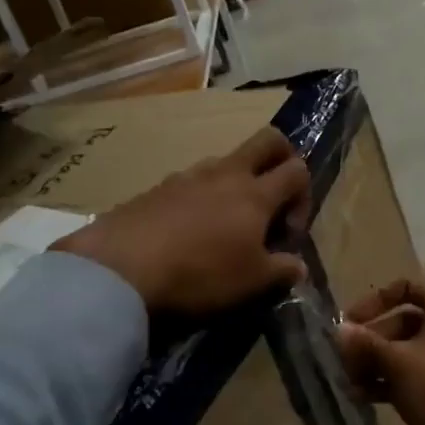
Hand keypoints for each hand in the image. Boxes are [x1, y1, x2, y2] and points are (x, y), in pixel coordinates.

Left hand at [54, 126, 309, 314]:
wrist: (120, 270)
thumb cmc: (200, 274)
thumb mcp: (251, 283)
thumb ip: (282, 270)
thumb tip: (298, 265)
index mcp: (255, 194)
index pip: (297, 170)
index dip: (304, 197)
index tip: (288, 234)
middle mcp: (225, 174)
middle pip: (267, 141)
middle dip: (282, 158)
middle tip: (276, 196)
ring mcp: (187, 176)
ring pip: (225, 163)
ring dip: (236, 185)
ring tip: (225, 228)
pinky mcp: (155, 189)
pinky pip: (191, 183)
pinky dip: (202, 200)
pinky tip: (188, 235)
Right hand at [335, 279, 424, 424]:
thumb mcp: (396, 362)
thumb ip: (365, 343)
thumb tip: (339, 330)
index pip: (406, 289)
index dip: (373, 303)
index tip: (350, 323)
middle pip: (404, 323)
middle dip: (371, 342)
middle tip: (344, 361)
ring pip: (410, 352)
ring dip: (377, 364)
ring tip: (350, 384)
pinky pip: (420, 374)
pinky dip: (394, 380)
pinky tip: (365, 397)